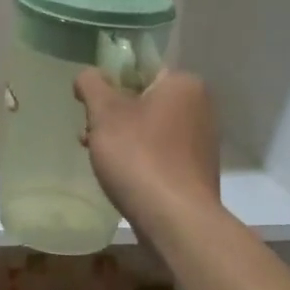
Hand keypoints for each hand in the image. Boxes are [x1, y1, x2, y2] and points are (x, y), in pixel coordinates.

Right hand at [74, 68, 220, 233]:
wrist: (175, 220)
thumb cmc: (139, 156)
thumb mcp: (105, 113)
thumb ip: (92, 85)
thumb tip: (87, 75)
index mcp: (184, 84)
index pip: (140, 70)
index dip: (109, 84)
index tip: (89, 106)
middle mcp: (200, 108)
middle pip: (143, 100)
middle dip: (112, 116)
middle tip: (89, 134)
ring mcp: (201, 142)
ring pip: (150, 129)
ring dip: (122, 139)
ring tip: (97, 157)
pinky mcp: (196, 171)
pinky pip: (160, 154)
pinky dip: (139, 159)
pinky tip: (120, 176)